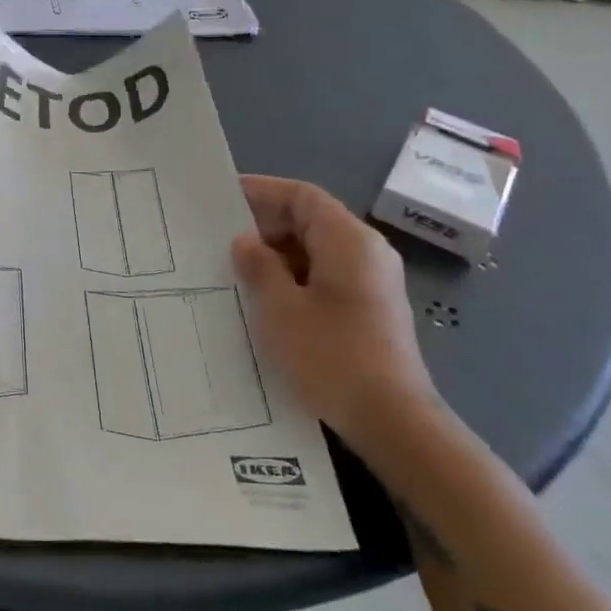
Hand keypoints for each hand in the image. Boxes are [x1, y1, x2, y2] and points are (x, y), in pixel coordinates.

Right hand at [231, 176, 443, 453]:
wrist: (392, 419)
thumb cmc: (332, 356)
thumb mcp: (282, 309)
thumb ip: (260, 268)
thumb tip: (245, 242)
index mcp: (349, 241)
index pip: (303, 196)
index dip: (262, 191)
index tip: (222, 196)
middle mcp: (366, 253)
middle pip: (311, 221)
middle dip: (265, 225)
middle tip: (218, 238)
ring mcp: (371, 283)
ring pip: (316, 251)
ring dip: (276, 255)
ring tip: (232, 268)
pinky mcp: (369, 310)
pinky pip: (324, 277)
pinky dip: (293, 278)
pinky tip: (262, 298)